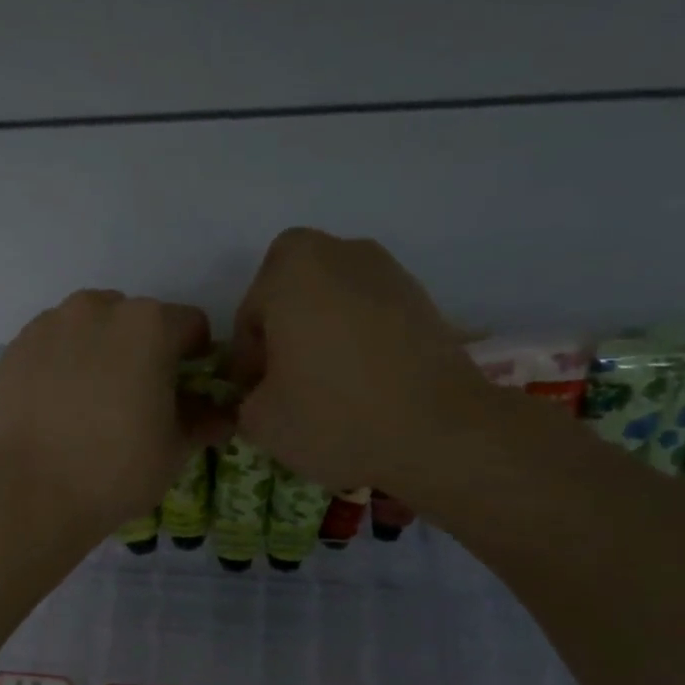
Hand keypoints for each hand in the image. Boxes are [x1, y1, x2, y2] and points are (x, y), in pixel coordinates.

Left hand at [0, 291, 232, 534]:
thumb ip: (203, 420)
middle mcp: (99, 309)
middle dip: (144, 350)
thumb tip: (222, 416)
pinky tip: (58, 404)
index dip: (196, 357)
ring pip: (90, 327)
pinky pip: (53, 344)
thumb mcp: (174, 449)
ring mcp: (51, 324)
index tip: (186, 389)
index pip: (191, 326)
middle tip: (136, 398)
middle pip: (137, 320)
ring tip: (92, 400)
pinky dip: (62, 362)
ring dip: (100, 350)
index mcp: (150, 325)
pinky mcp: (17, 347)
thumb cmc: (117, 470)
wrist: (31, 493)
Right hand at [230, 228, 488, 494]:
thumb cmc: (334, 416)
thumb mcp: (260, 421)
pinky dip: (356, 339)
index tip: (257, 396)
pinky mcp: (421, 298)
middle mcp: (340, 252)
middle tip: (285, 381)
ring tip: (325, 385)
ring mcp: (387, 271)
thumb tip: (260, 396)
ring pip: (331, 300)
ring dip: (320, 333)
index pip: (248, 315)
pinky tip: (361, 383)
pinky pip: (368, 313)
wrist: (439, 432)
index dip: (246, 361)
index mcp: (290, 269)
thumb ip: (245, 399)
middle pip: (290, 295)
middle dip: (282, 332)